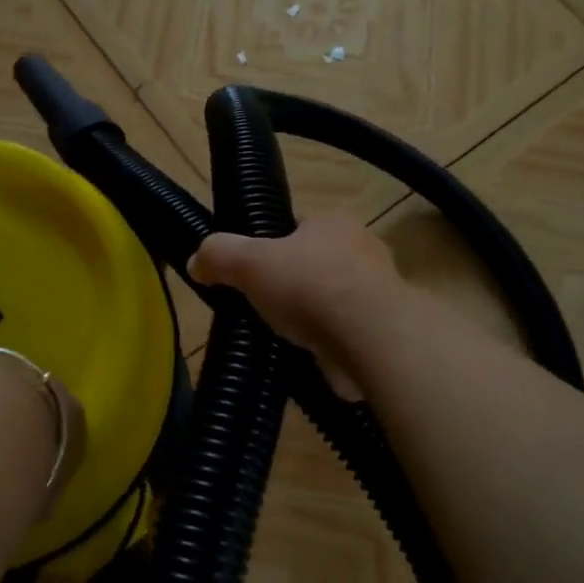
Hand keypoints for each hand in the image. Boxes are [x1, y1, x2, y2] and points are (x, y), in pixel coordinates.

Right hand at [188, 214, 403, 399]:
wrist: (371, 338)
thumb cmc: (310, 286)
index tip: (254, 272)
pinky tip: (311, 359)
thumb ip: (219, 255)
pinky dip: (331, 345)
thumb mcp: (249, 263)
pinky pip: (350, 333)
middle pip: (317, 264)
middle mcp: (364, 249)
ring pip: (335, 300)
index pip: (298, 228)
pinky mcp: (386, 331)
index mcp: (334, 223)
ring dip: (314, 318)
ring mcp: (381, 291)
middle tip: (265, 307)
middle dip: (294, 285)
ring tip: (285, 337)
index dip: (273, 247)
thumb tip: (196, 261)